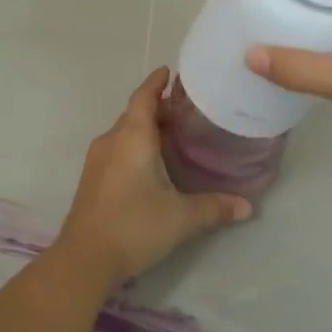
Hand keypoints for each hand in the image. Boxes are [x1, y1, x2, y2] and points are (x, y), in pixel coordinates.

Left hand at [57, 67, 251, 284]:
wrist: (84, 260)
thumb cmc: (134, 226)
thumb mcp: (181, 217)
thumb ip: (215, 207)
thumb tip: (248, 207)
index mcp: (132, 137)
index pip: (144, 97)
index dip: (157, 83)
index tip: (170, 71)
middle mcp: (111, 141)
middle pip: (134, 114)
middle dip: (158, 108)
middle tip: (186, 109)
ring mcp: (97, 161)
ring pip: (124, 133)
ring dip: (146, 128)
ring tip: (174, 134)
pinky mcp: (92, 180)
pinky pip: (117, 150)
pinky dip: (135, 146)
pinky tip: (152, 163)